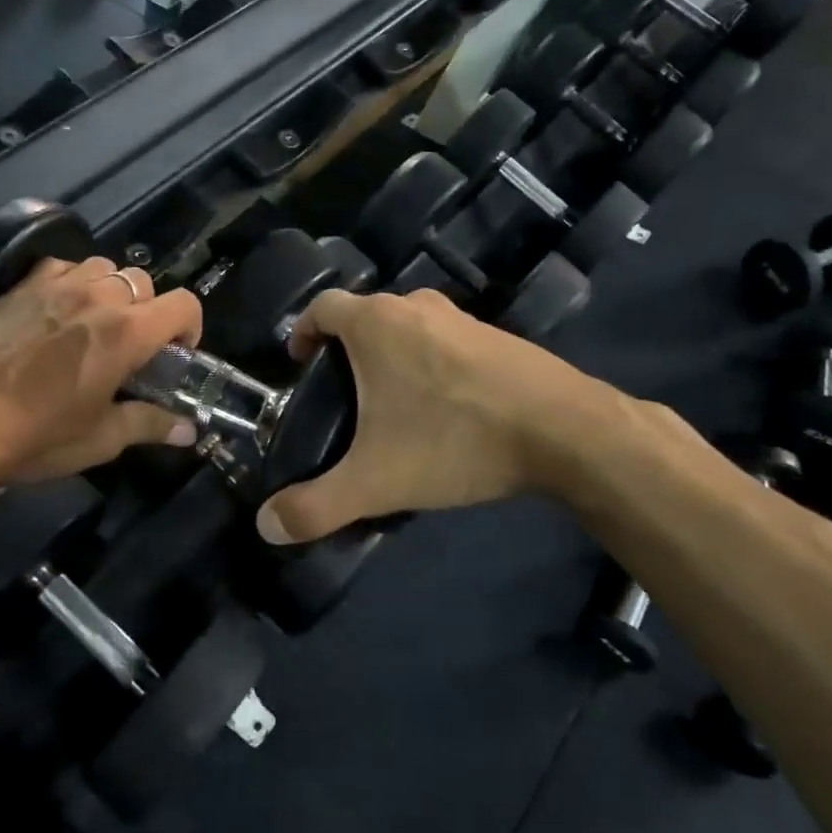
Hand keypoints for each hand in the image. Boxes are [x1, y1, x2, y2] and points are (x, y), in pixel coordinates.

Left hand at [0, 257, 201, 484]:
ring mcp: (57, 285)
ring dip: (112, 292)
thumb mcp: (100, 439)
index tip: (175, 354)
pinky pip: (64, 266)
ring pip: (105, 268)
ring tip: (95, 323)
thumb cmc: (34, 436)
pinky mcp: (21, 284)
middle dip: (149, 311)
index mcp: (127, 333)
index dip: (190, 326)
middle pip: (145, 283)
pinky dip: (74, 282)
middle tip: (131, 347)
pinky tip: (59, 311)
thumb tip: (190, 431)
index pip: (184, 304)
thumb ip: (150, 425)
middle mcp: (98, 297)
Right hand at [255, 289, 617, 542]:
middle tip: (341, 395)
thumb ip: (316, 506)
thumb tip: (266, 526)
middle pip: (365, 316)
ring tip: (390, 405)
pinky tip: (443, 408)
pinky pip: (445, 341)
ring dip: (391, 355)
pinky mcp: (498, 336)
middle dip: (346, 349)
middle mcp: (416, 306)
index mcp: (376, 322)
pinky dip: (430, 362)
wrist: (564, 430)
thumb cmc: (455, 439)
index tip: (299, 363)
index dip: (303, 331)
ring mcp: (462, 317)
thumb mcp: (377, 481)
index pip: (322, 307)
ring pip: (408, 326)